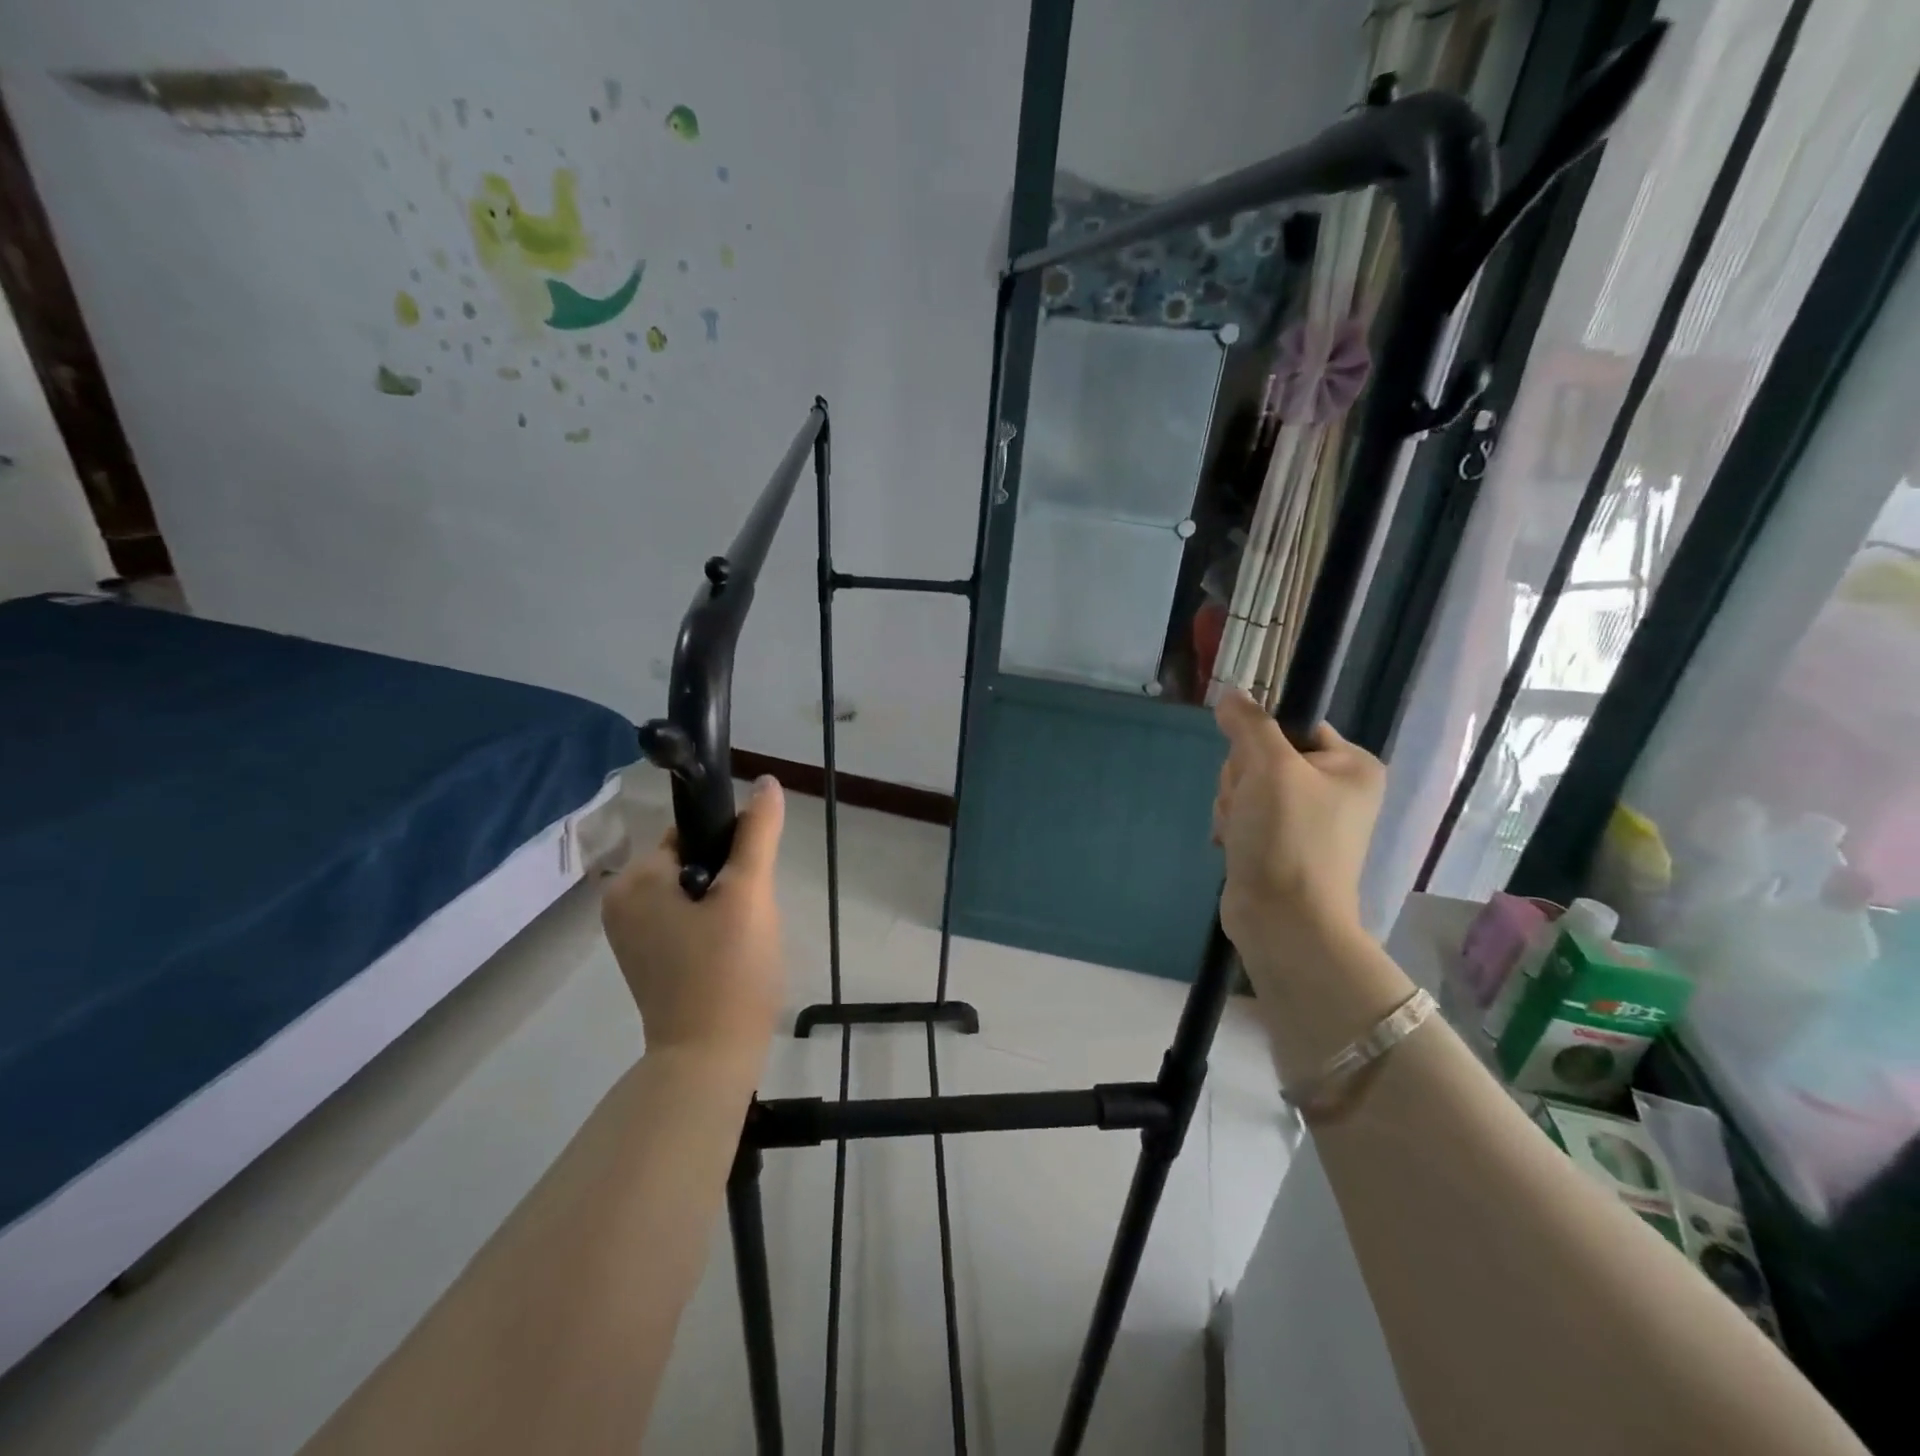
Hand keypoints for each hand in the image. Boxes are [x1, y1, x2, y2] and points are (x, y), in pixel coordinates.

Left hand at [601, 776, 787, 1060]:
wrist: (710, 1059)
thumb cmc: (729, 970)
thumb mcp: (750, 893)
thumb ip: (758, 833)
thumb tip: (767, 782)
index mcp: (634, 880)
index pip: (690, 833)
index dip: (731, 848)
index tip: (751, 881)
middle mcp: (620, 902)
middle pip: (692, 862)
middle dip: (729, 881)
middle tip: (750, 917)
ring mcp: (630, 935)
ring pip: (693, 892)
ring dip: (724, 904)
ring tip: (744, 938)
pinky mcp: (646, 960)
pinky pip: (684, 920)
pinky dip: (711, 927)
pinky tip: (731, 954)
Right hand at [1212, 688, 1384, 957]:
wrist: (1283, 920)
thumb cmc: (1288, 837)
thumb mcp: (1270, 767)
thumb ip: (1249, 724)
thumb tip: (1230, 695)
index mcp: (1352, 766)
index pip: (1294, 724)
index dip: (1261, 740)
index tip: (1255, 765)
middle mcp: (1336, 789)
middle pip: (1264, 755)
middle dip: (1242, 779)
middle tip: (1248, 804)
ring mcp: (1307, 820)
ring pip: (1247, 785)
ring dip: (1232, 804)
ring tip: (1242, 832)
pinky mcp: (1280, 844)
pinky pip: (1244, 814)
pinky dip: (1232, 826)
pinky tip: (1235, 845)